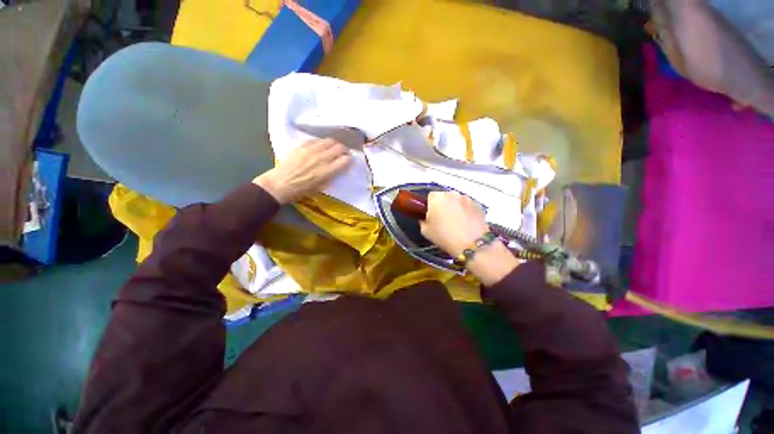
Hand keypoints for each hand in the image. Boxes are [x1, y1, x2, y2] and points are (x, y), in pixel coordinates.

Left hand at [254, 138, 351, 203]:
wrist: (280, 184)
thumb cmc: (302, 190)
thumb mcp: (321, 187)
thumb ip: (331, 176)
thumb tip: (338, 168)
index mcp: (327, 171)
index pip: (345, 160)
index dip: (350, 159)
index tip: (349, 160)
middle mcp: (322, 158)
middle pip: (339, 148)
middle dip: (344, 150)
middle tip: (344, 152)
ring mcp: (311, 150)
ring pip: (329, 141)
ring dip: (335, 144)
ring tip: (334, 147)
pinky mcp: (302, 146)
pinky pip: (316, 140)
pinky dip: (322, 142)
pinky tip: (321, 146)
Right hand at [420, 191, 520, 285]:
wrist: (472, 245)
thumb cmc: (445, 236)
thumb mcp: (425, 231)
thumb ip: (423, 220)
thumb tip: (426, 218)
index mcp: (437, 197)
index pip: (430, 196)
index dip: (430, 206)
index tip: (431, 216)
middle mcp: (452, 193)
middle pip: (444, 197)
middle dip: (443, 205)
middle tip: (443, 220)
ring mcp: (467, 198)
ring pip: (457, 201)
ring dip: (455, 208)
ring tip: (456, 223)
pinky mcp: (478, 204)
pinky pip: (467, 206)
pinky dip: (466, 212)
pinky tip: (466, 224)